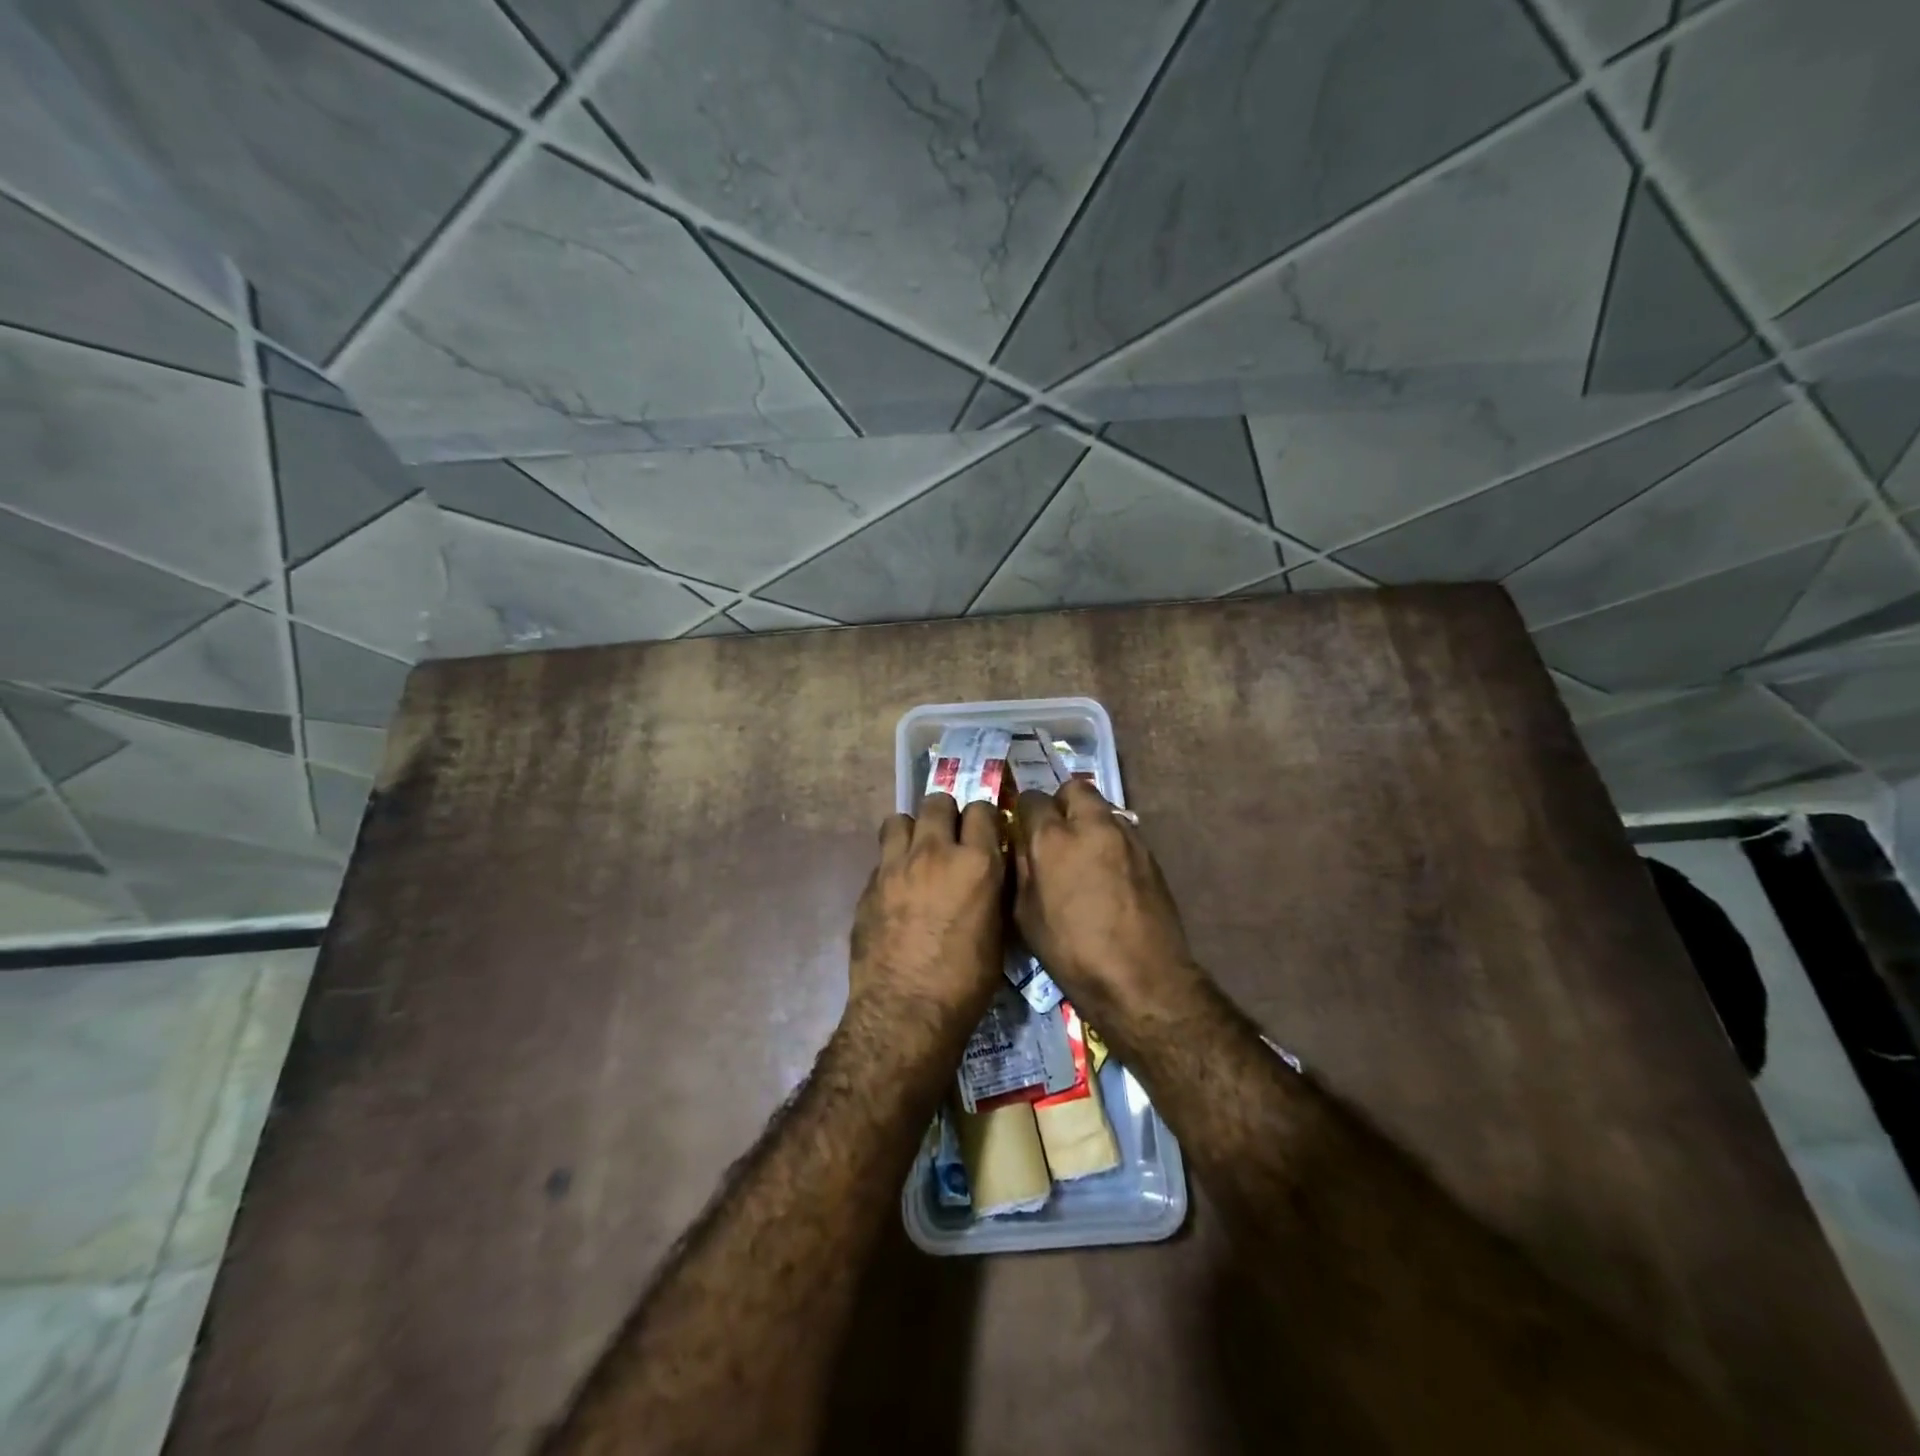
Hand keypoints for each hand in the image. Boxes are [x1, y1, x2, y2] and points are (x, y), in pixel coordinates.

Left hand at [849, 794, 1005, 1023]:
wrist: (905, 1010)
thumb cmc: (965, 981)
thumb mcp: (998, 934)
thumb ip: (993, 891)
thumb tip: (990, 872)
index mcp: (976, 862)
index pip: (981, 809)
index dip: (984, 818)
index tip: (984, 832)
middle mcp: (935, 852)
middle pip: (937, 801)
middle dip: (946, 814)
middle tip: (950, 838)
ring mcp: (896, 865)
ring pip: (900, 819)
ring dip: (912, 831)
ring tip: (917, 853)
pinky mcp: (869, 884)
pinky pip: (882, 856)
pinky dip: (893, 863)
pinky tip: (898, 888)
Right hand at [1012, 780, 1203, 1021]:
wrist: (1141, 979)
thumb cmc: (1072, 953)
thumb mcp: (1026, 916)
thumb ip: (1022, 869)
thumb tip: (1024, 847)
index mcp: (1053, 839)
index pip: (1032, 799)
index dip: (1025, 813)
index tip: (1024, 831)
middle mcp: (1092, 825)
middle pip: (1074, 788)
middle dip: (1062, 803)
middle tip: (1056, 833)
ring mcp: (1127, 836)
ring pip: (1102, 808)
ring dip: (1089, 821)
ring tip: (1083, 854)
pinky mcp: (1150, 854)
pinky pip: (1123, 831)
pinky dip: (1110, 841)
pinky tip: (1108, 873)